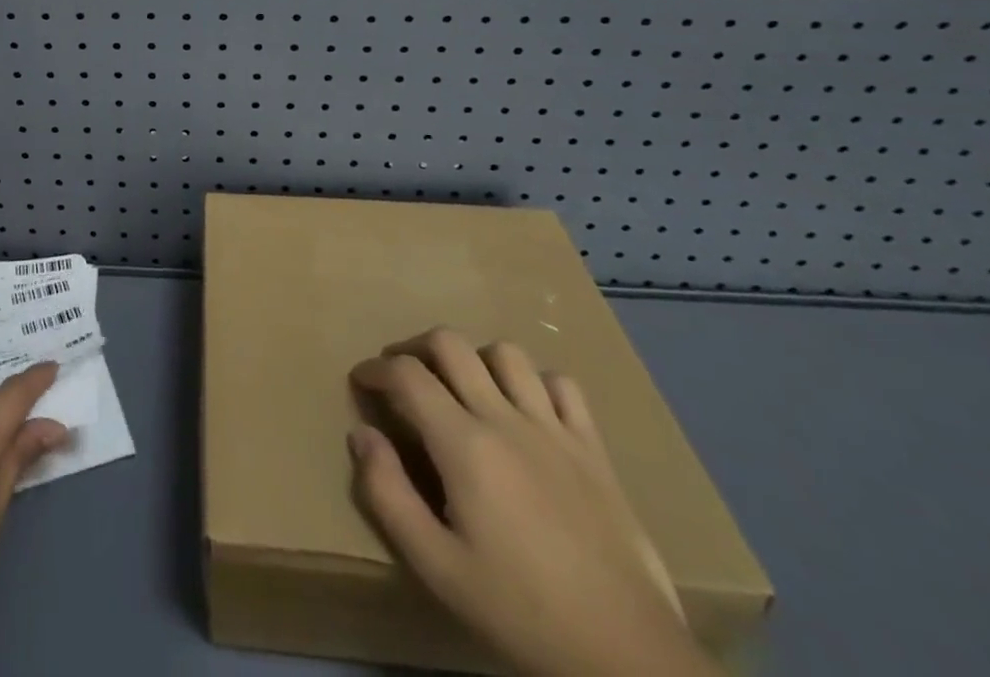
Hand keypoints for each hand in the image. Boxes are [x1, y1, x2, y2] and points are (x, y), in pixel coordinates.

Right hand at [349, 329, 716, 676]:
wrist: (628, 657)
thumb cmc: (520, 611)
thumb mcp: (436, 566)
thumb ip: (388, 494)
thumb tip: (362, 435)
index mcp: (463, 444)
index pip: (406, 374)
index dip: (374, 369)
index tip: (361, 382)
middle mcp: (505, 418)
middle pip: (450, 343)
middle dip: (414, 348)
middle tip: (402, 376)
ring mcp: (554, 429)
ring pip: (505, 354)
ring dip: (474, 359)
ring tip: (463, 387)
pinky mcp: (594, 449)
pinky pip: (563, 385)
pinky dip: (536, 382)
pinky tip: (526, 408)